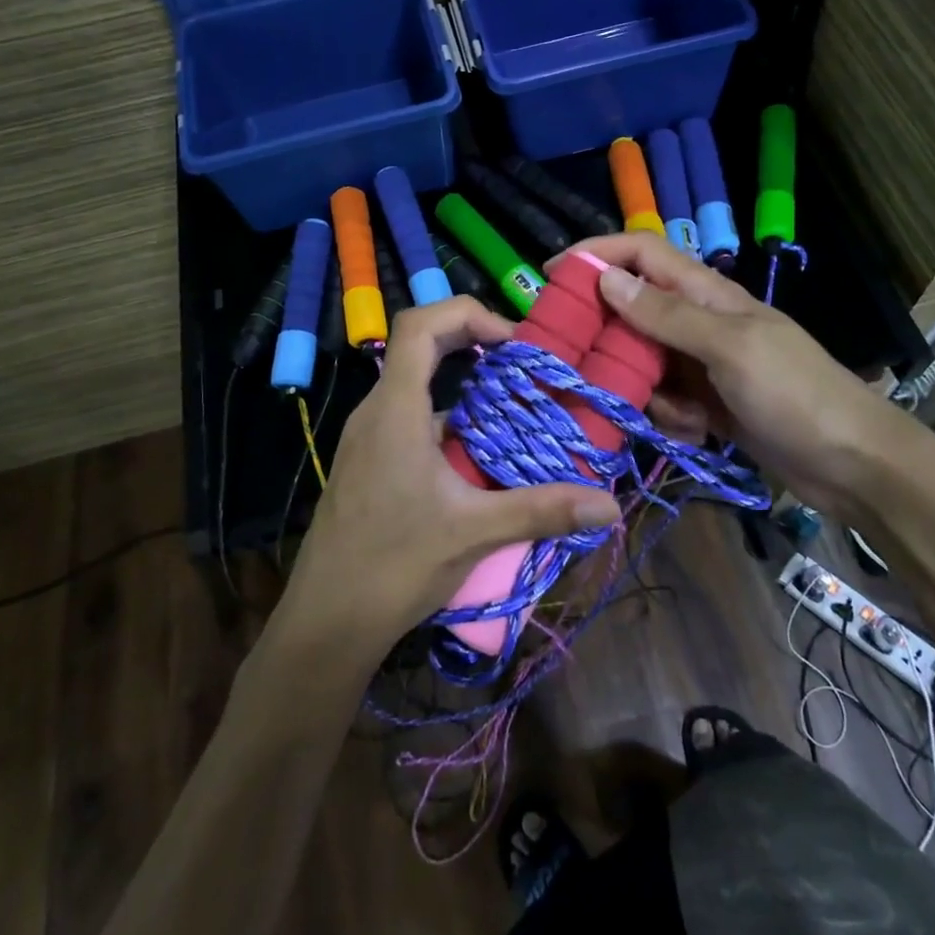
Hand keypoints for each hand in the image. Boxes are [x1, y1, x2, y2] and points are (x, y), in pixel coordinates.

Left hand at [279, 297, 620, 658]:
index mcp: (396, 410)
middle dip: (471, 342)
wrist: (326, 620)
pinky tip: (476, 452)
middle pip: (418, 346)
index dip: (467, 314)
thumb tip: (609, 505)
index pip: (420, 326)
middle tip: (520, 365)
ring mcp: (367, 437)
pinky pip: (408, 416)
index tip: (511, 342)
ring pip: (414, 383)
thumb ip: (542, 510)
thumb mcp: (475, 532)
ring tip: (509, 404)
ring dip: (460, 381)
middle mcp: (376, 411)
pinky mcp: (368, 461)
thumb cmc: (394, 565)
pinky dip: (445, 414)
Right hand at [567, 234, 928, 517]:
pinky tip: (697, 435)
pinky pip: (664, 400)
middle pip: (633, 310)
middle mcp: (700, 323)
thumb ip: (667, 314)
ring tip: (674, 415)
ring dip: (644, 389)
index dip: (597, 253)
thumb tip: (606, 278)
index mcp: (708, 294)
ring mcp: (704, 366)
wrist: (854, 466)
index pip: (643, 254)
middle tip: (579, 363)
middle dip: (607, 335)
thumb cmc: (796, 395)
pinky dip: (670, 417)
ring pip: (643, 362)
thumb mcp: (730, 348)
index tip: (551, 273)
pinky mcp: (708, 404)